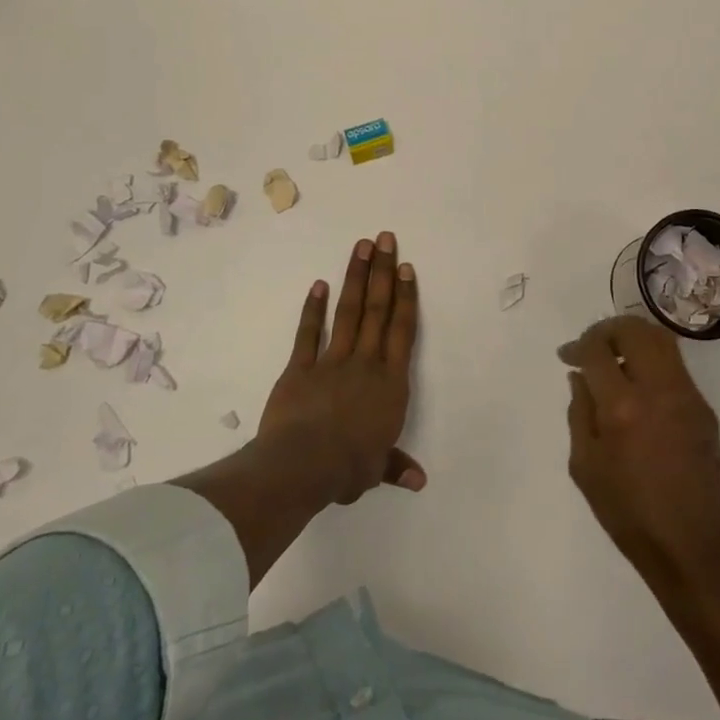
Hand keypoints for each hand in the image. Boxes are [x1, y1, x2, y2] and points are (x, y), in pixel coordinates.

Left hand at [258, 232, 425, 504]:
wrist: (303, 466)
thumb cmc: (348, 467)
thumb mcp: (376, 469)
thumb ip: (395, 466)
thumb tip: (418, 481)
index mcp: (390, 383)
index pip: (402, 331)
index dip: (405, 297)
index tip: (405, 267)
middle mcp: (365, 363)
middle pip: (377, 310)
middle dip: (382, 272)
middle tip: (385, 238)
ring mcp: (332, 361)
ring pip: (348, 312)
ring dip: (355, 278)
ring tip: (361, 246)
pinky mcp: (300, 368)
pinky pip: (309, 333)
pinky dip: (313, 309)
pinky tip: (319, 284)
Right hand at [561, 316, 719, 591]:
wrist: (692, 546)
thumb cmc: (628, 514)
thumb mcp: (585, 466)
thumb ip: (579, 412)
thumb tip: (580, 376)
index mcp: (622, 407)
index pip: (597, 350)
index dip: (577, 346)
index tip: (567, 356)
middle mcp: (658, 390)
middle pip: (634, 329)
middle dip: (606, 329)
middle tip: (591, 346)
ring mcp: (687, 395)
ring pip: (661, 339)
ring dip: (633, 338)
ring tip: (615, 358)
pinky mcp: (704, 407)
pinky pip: (675, 366)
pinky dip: (652, 360)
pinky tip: (638, 386)